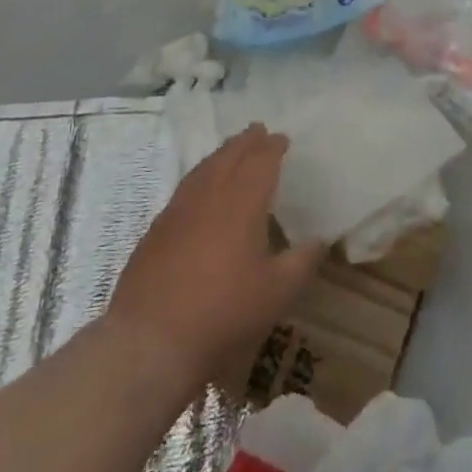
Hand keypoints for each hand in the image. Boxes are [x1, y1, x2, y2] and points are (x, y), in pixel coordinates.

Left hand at [105, 125, 325, 384]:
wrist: (150, 341)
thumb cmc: (224, 311)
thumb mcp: (277, 292)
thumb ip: (302, 261)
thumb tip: (320, 240)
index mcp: (242, 201)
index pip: (260, 161)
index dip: (272, 147)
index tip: (282, 139)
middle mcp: (209, 196)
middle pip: (228, 156)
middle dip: (245, 142)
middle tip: (257, 130)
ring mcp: (177, 212)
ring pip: (202, 170)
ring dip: (220, 156)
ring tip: (230, 152)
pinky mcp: (155, 232)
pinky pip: (183, 191)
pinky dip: (199, 179)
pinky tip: (199, 193)